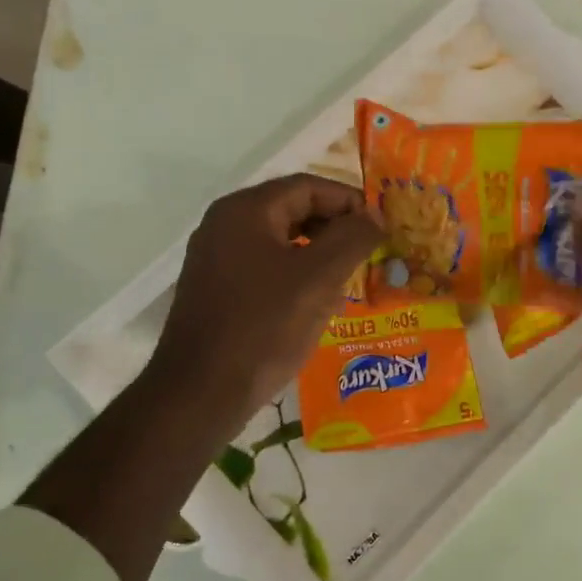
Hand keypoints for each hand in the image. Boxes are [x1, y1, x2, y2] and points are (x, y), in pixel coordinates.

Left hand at [149, 174, 381, 433]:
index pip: (308, 187)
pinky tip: (316, 303)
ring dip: (318, 254)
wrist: (200, 393)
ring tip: (349, 279)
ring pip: (280, 242)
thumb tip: (375, 215)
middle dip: (335, 229)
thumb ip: (352, 238)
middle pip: (292, 210)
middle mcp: (224, 225)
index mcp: (245, 211)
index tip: (381, 227)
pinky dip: (295, 276)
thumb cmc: (263, 327)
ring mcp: (215, 259)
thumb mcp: (318, 279)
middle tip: (369, 253)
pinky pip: (264, 268)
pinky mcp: (215, 290)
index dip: (349, 201)